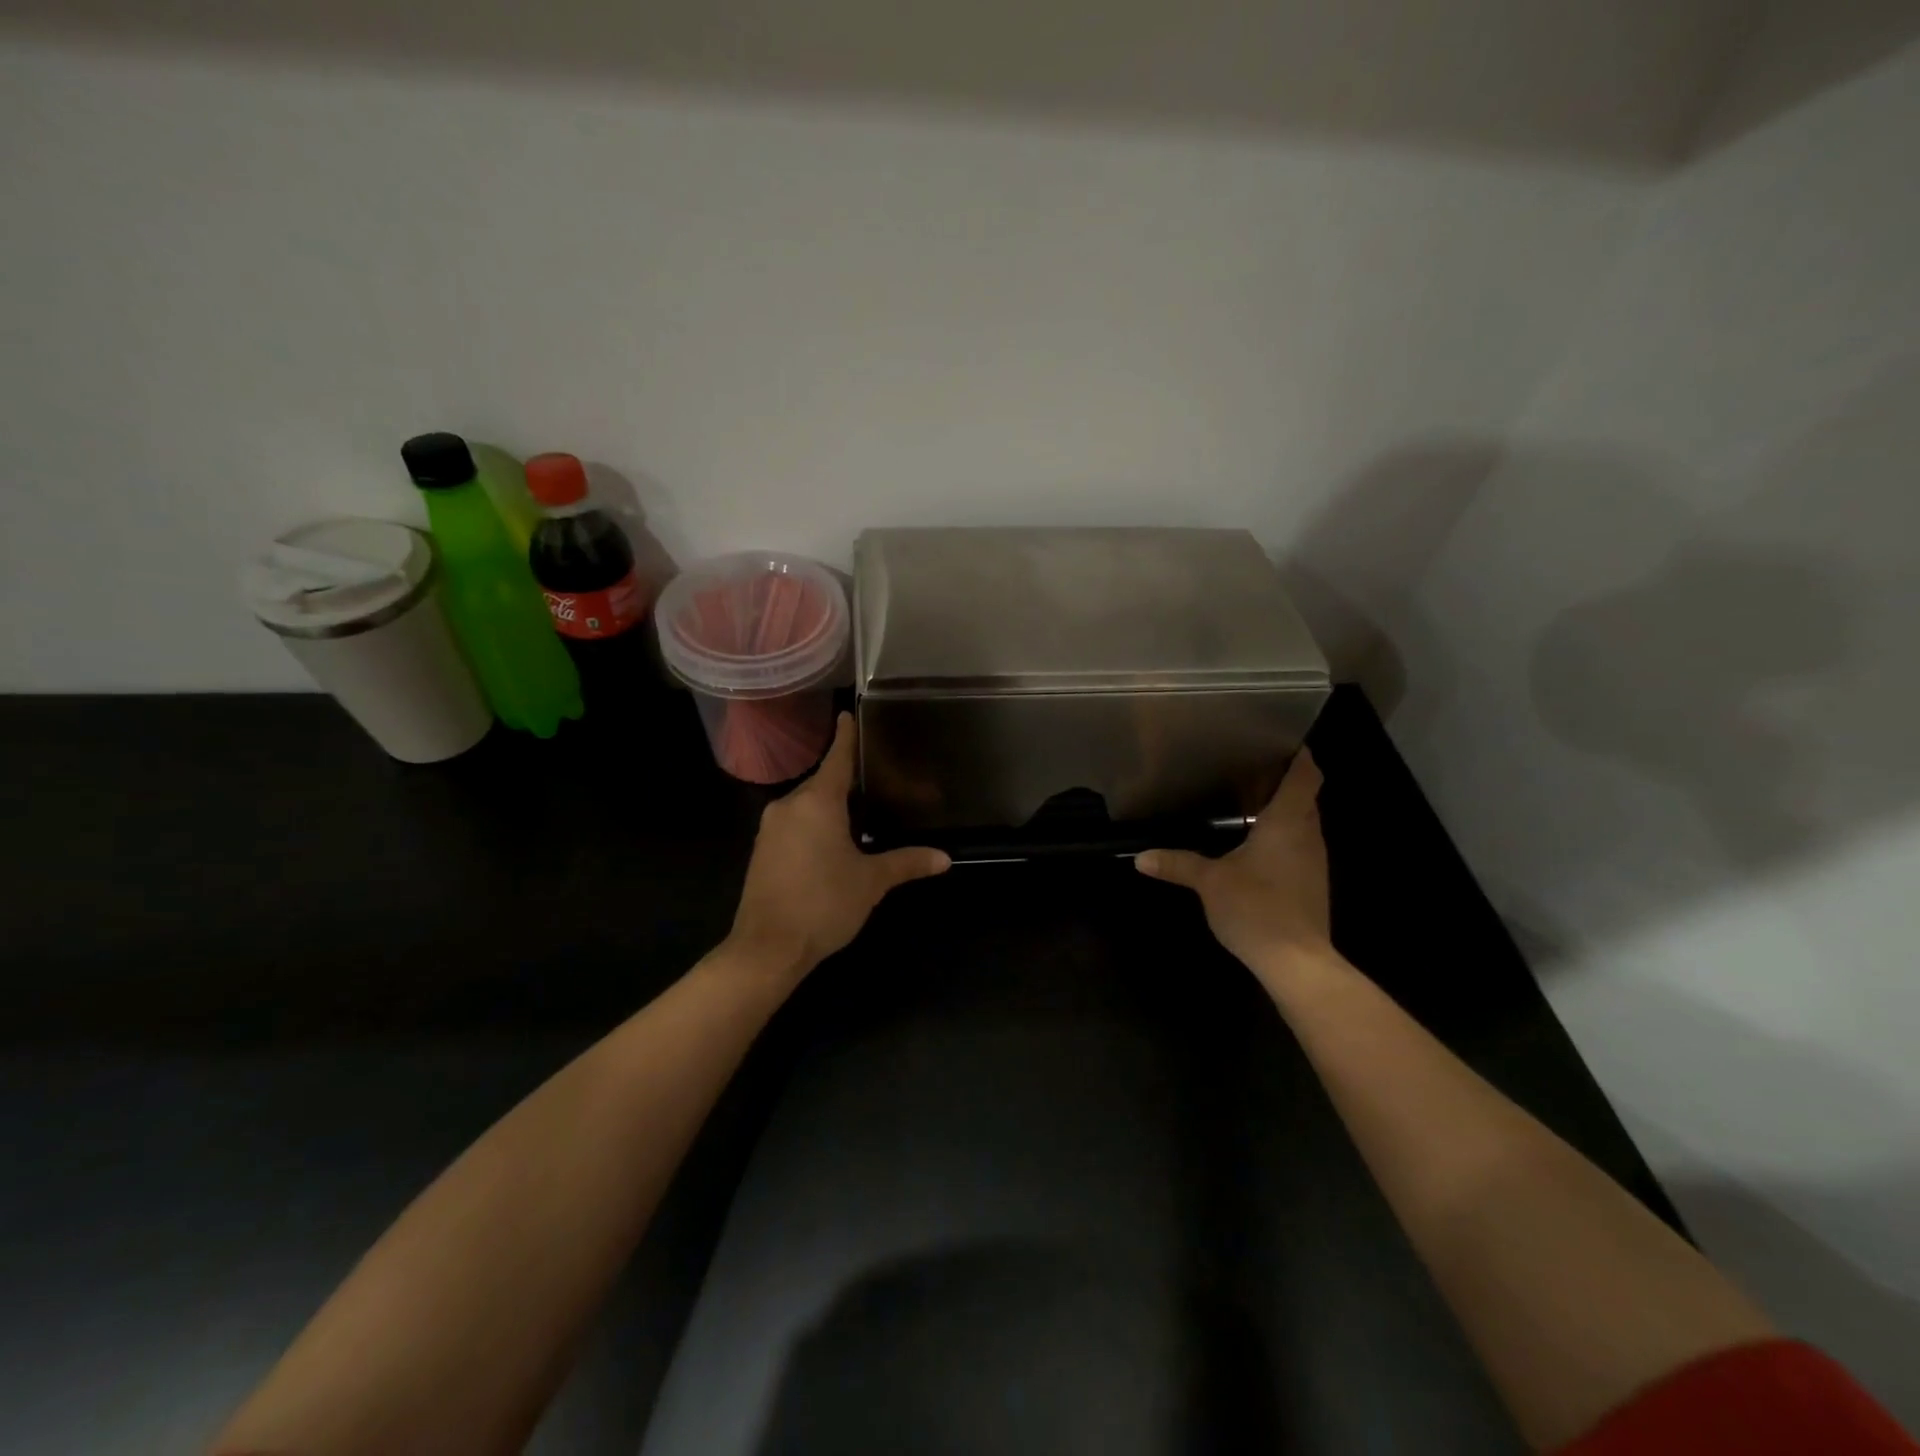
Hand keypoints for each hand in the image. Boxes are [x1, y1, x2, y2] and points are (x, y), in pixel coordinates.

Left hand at [727, 712, 949, 984]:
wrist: (766, 948)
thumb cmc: (823, 903)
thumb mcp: (871, 882)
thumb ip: (906, 862)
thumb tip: (945, 859)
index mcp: (817, 802)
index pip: (836, 758)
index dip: (845, 736)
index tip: (848, 713)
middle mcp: (789, 806)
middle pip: (822, 783)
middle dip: (846, 780)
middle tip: (876, 779)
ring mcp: (770, 829)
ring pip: (807, 806)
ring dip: (830, 806)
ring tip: (860, 811)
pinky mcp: (762, 851)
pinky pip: (794, 825)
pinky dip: (814, 825)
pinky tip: (833, 842)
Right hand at [1136, 749, 1330, 976]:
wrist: (1297, 963)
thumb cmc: (1257, 908)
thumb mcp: (1210, 882)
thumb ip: (1178, 864)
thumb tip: (1141, 857)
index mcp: (1288, 821)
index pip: (1307, 775)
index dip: (1298, 755)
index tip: (1278, 743)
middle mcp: (1308, 835)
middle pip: (1305, 798)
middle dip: (1283, 783)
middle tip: (1248, 772)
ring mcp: (1314, 863)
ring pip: (1303, 825)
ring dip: (1282, 813)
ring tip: (1248, 805)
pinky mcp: (1312, 885)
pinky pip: (1299, 849)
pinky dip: (1282, 840)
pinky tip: (1255, 849)